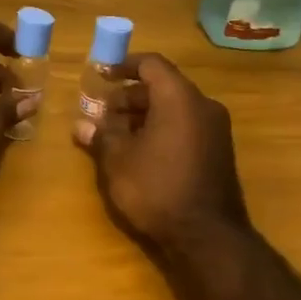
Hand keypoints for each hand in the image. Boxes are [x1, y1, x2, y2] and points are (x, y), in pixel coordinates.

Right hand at [75, 54, 249, 249]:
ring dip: (145, 114)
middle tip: (103, 113)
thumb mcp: (119, 161)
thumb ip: (101, 135)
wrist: (208, 236)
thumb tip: (81, 124)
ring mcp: (216, 129)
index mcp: (179, 98)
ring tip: (117, 135)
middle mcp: (203, 105)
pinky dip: (163, 128)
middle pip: (163, 86)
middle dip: (130, 96)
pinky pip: (187, 126)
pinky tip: (141, 152)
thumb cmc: (157, 189)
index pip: (151, 64)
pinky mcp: (219, 151)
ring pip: (175, 108)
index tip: (100, 75)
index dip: (123, 66)